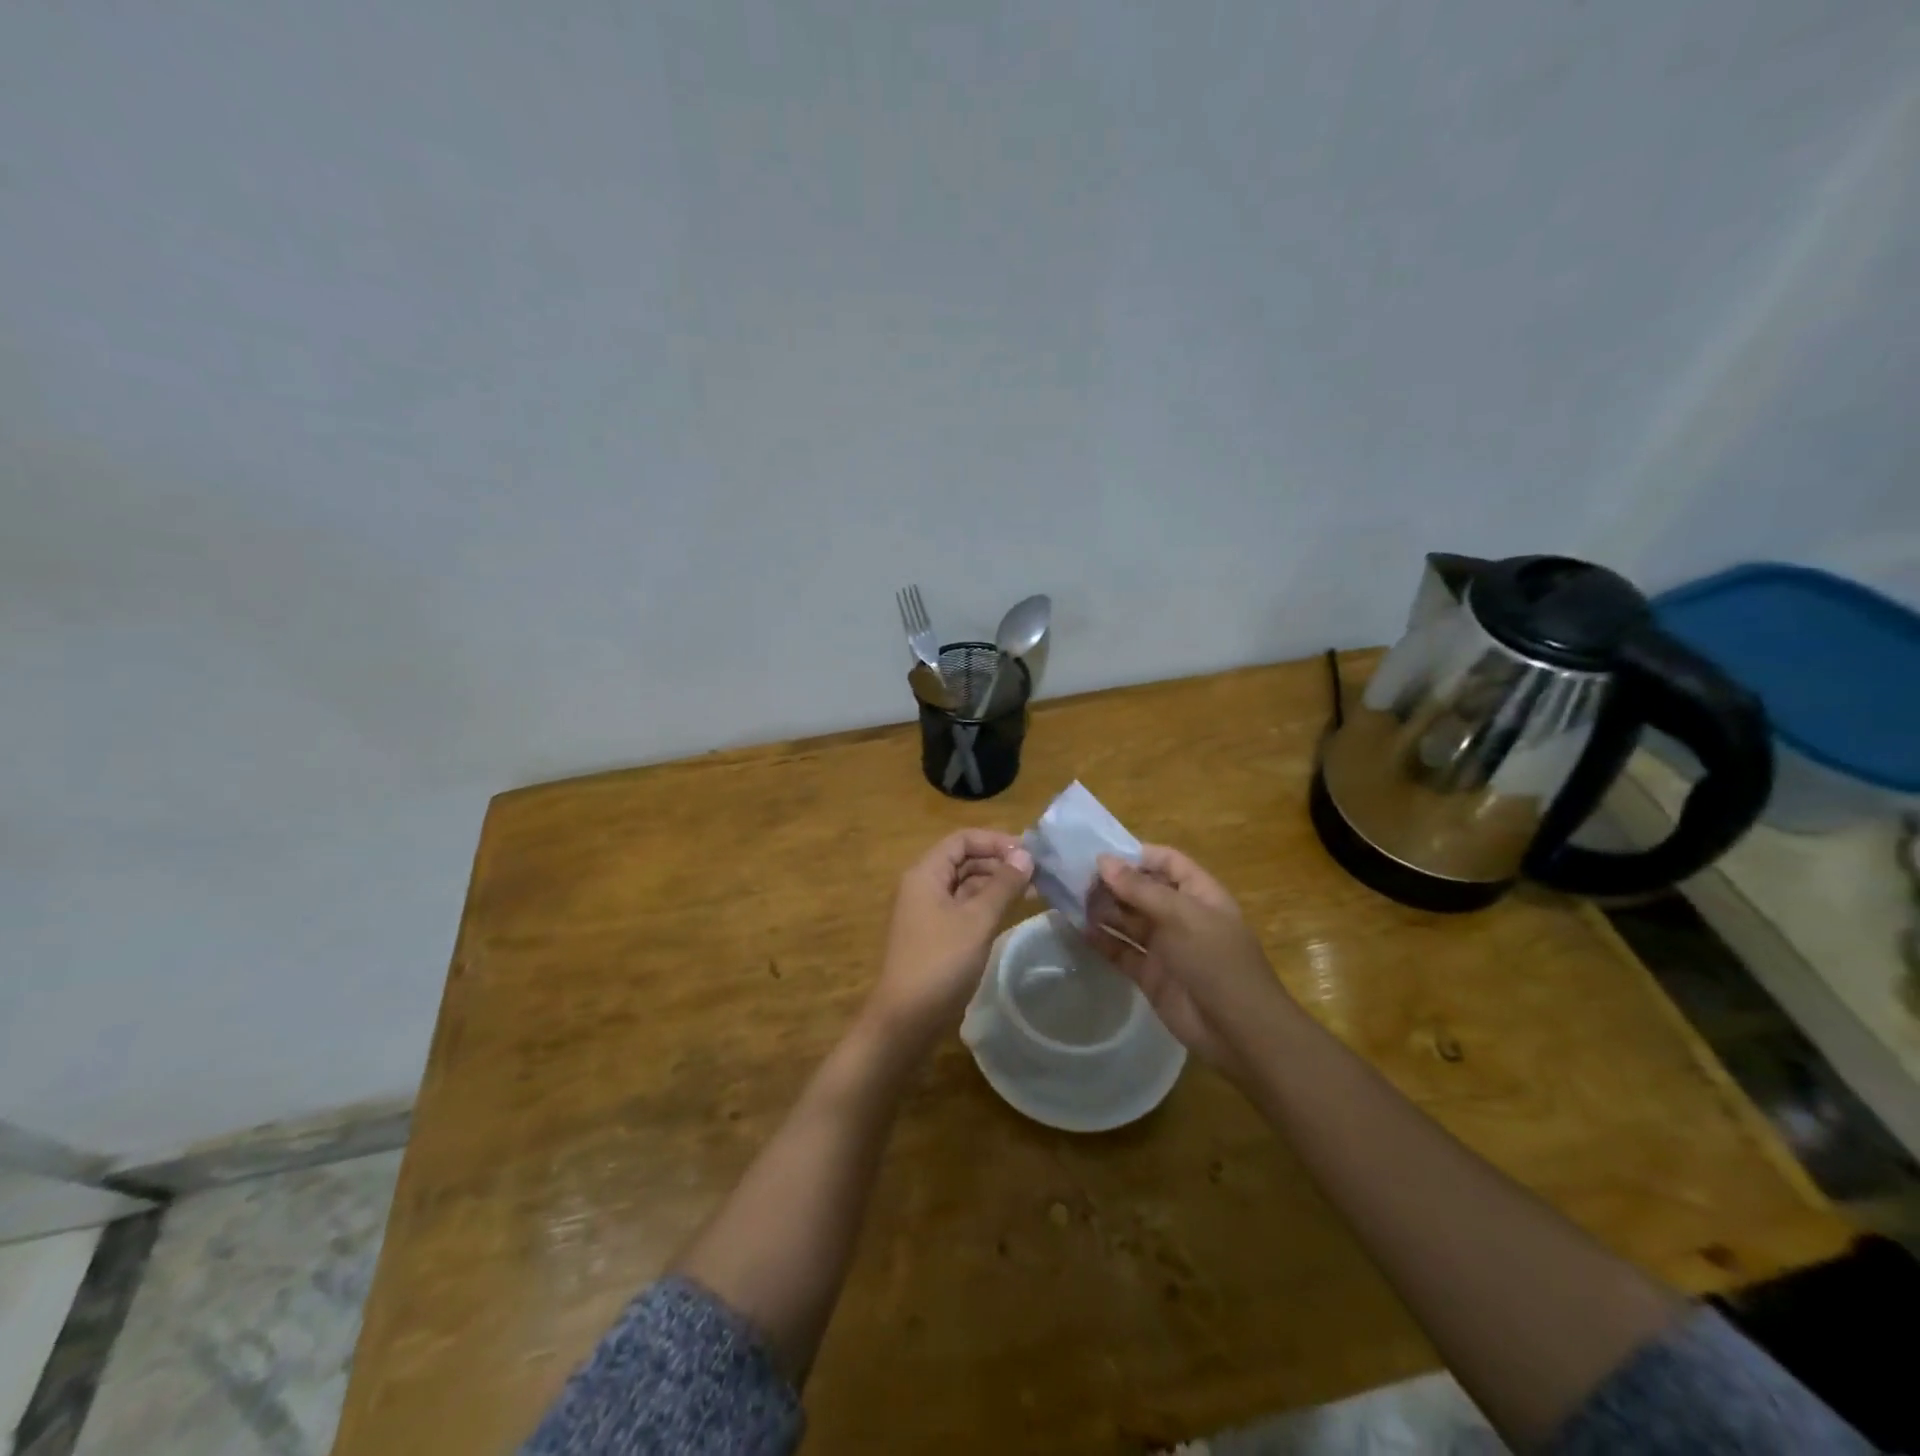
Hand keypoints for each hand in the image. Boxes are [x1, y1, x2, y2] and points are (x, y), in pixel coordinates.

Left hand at [869, 829, 1033, 1046]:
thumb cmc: (941, 962)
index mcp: (926, 873)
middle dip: (999, 862)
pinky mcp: (936, 935)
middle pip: (964, 860)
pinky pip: (964, 908)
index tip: (1029, 853)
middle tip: (1038, 873)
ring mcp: (928, 912)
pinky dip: (988, 905)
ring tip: (1034, 890)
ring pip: (966, 885)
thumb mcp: (977, 920)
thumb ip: (1003, 885)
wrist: (906, 1019)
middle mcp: (924, 886)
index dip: (996, 841)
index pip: (962, 839)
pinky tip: (1012, 911)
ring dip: (997, 884)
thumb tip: (1026, 855)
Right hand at [1088, 845, 1289, 1085]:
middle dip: (1112, 883)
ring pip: (1128, 920)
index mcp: (1198, 894)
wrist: (1238, 1031)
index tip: (1099, 855)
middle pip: (1142, 890)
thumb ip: (1140, 889)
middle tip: (1075, 879)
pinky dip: (1102, 940)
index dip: (1137, 855)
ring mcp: (1165, 946)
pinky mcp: (1150, 975)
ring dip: (1103, 909)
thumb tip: (1103, 861)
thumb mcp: (1181, 916)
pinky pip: (1121, 950)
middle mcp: (1180, 915)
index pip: (1166, 862)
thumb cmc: (1216, 961)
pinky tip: (1078, 930)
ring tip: (1070, 901)